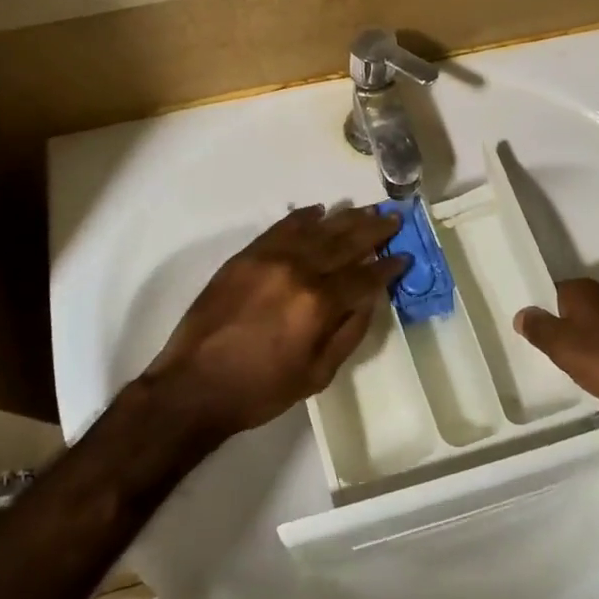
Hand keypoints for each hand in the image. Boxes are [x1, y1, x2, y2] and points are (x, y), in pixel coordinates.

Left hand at [144, 205, 408, 440]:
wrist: (195, 385)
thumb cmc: (261, 389)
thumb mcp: (318, 374)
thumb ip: (349, 331)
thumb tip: (370, 297)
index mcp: (318, 303)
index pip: (364, 276)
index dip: (387, 267)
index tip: (403, 256)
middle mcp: (298, 270)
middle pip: (344, 242)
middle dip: (373, 230)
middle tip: (393, 218)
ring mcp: (269, 258)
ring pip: (316, 229)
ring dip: (344, 218)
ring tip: (366, 209)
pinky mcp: (246, 256)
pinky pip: (281, 227)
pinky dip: (302, 217)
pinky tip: (319, 211)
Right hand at [514, 279, 598, 412]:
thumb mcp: (563, 346)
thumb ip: (539, 328)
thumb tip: (521, 312)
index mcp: (580, 289)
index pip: (548, 293)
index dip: (536, 312)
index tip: (524, 333)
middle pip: (569, 312)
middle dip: (558, 331)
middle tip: (541, 355)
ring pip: (589, 329)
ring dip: (580, 347)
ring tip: (566, 370)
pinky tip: (597, 376)